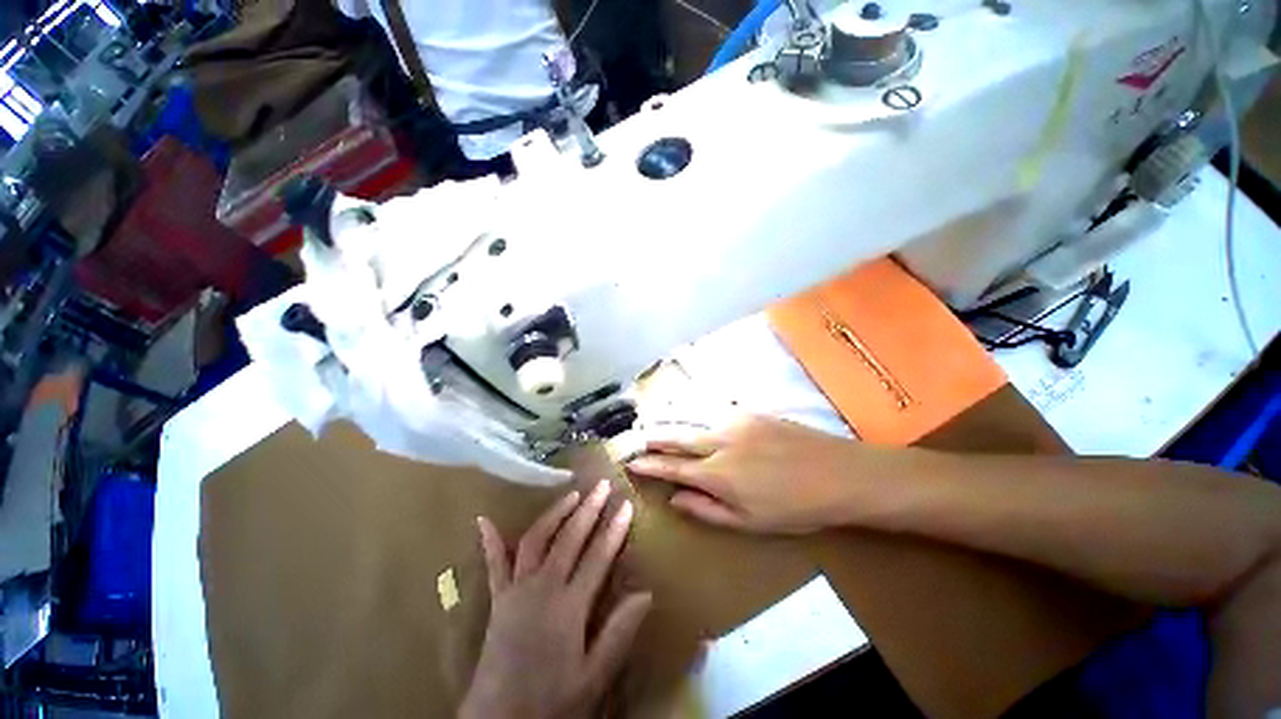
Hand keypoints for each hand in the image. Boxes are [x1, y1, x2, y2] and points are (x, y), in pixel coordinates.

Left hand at [460, 481, 652, 718]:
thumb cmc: (552, 701)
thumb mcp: (593, 677)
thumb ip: (619, 633)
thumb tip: (646, 593)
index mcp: (569, 607)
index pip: (598, 557)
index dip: (614, 529)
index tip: (626, 505)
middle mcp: (543, 588)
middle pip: (569, 538)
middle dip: (589, 509)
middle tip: (602, 486)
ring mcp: (517, 590)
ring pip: (536, 540)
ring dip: (555, 514)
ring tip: (572, 494)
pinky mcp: (498, 599)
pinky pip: (494, 565)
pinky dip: (490, 541)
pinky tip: (484, 520)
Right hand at [627, 415, 886, 533]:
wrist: (840, 474)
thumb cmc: (796, 508)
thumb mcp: (750, 522)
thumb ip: (707, 510)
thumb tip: (675, 498)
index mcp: (718, 475)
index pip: (672, 467)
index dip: (649, 465)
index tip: (632, 462)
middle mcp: (719, 442)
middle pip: (676, 436)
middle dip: (653, 438)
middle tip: (637, 439)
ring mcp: (734, 421)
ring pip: (691, 418)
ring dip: (670, 422)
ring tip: (654, 424)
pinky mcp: (749, 411)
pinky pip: (713, 410)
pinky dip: (695, 413)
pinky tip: (690, 414)